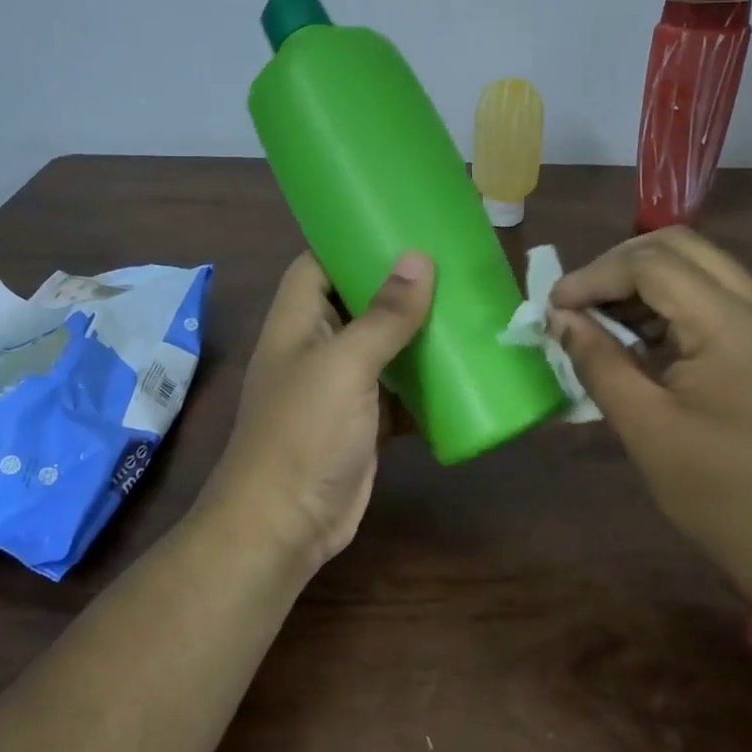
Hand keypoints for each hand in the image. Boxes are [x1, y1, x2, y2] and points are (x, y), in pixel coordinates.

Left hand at [201, 251, 434, 570]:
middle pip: (357, 302)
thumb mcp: (345, 365)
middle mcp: (316, 346)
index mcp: (297, 321)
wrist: (286, 525)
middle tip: (450, 264)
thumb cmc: (305, 432)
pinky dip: (425, 384)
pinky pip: (399, 392)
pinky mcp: (364, 422)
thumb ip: (383, 315)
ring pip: (383, 348)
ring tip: (466, 306)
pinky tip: (463, 370)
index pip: (317, 264)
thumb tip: (419, 258)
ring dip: (417, 334)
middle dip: (398, 287)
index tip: (399, 227)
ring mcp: (340, 387)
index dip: (350, 242)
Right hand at [549, 227, 751, 608]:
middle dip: (617, 265)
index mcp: (733, 324)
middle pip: (678, 247)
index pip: (652, 263)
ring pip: (697, 265)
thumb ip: (598, 360)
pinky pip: (714, 295)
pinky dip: (669, 302)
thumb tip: (559, 318)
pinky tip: (639, 335)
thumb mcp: (644, 426)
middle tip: (576, 303)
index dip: (594, 276)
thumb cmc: (718, 492)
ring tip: (599, 319)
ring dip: (642, 281)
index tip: (553, 307)